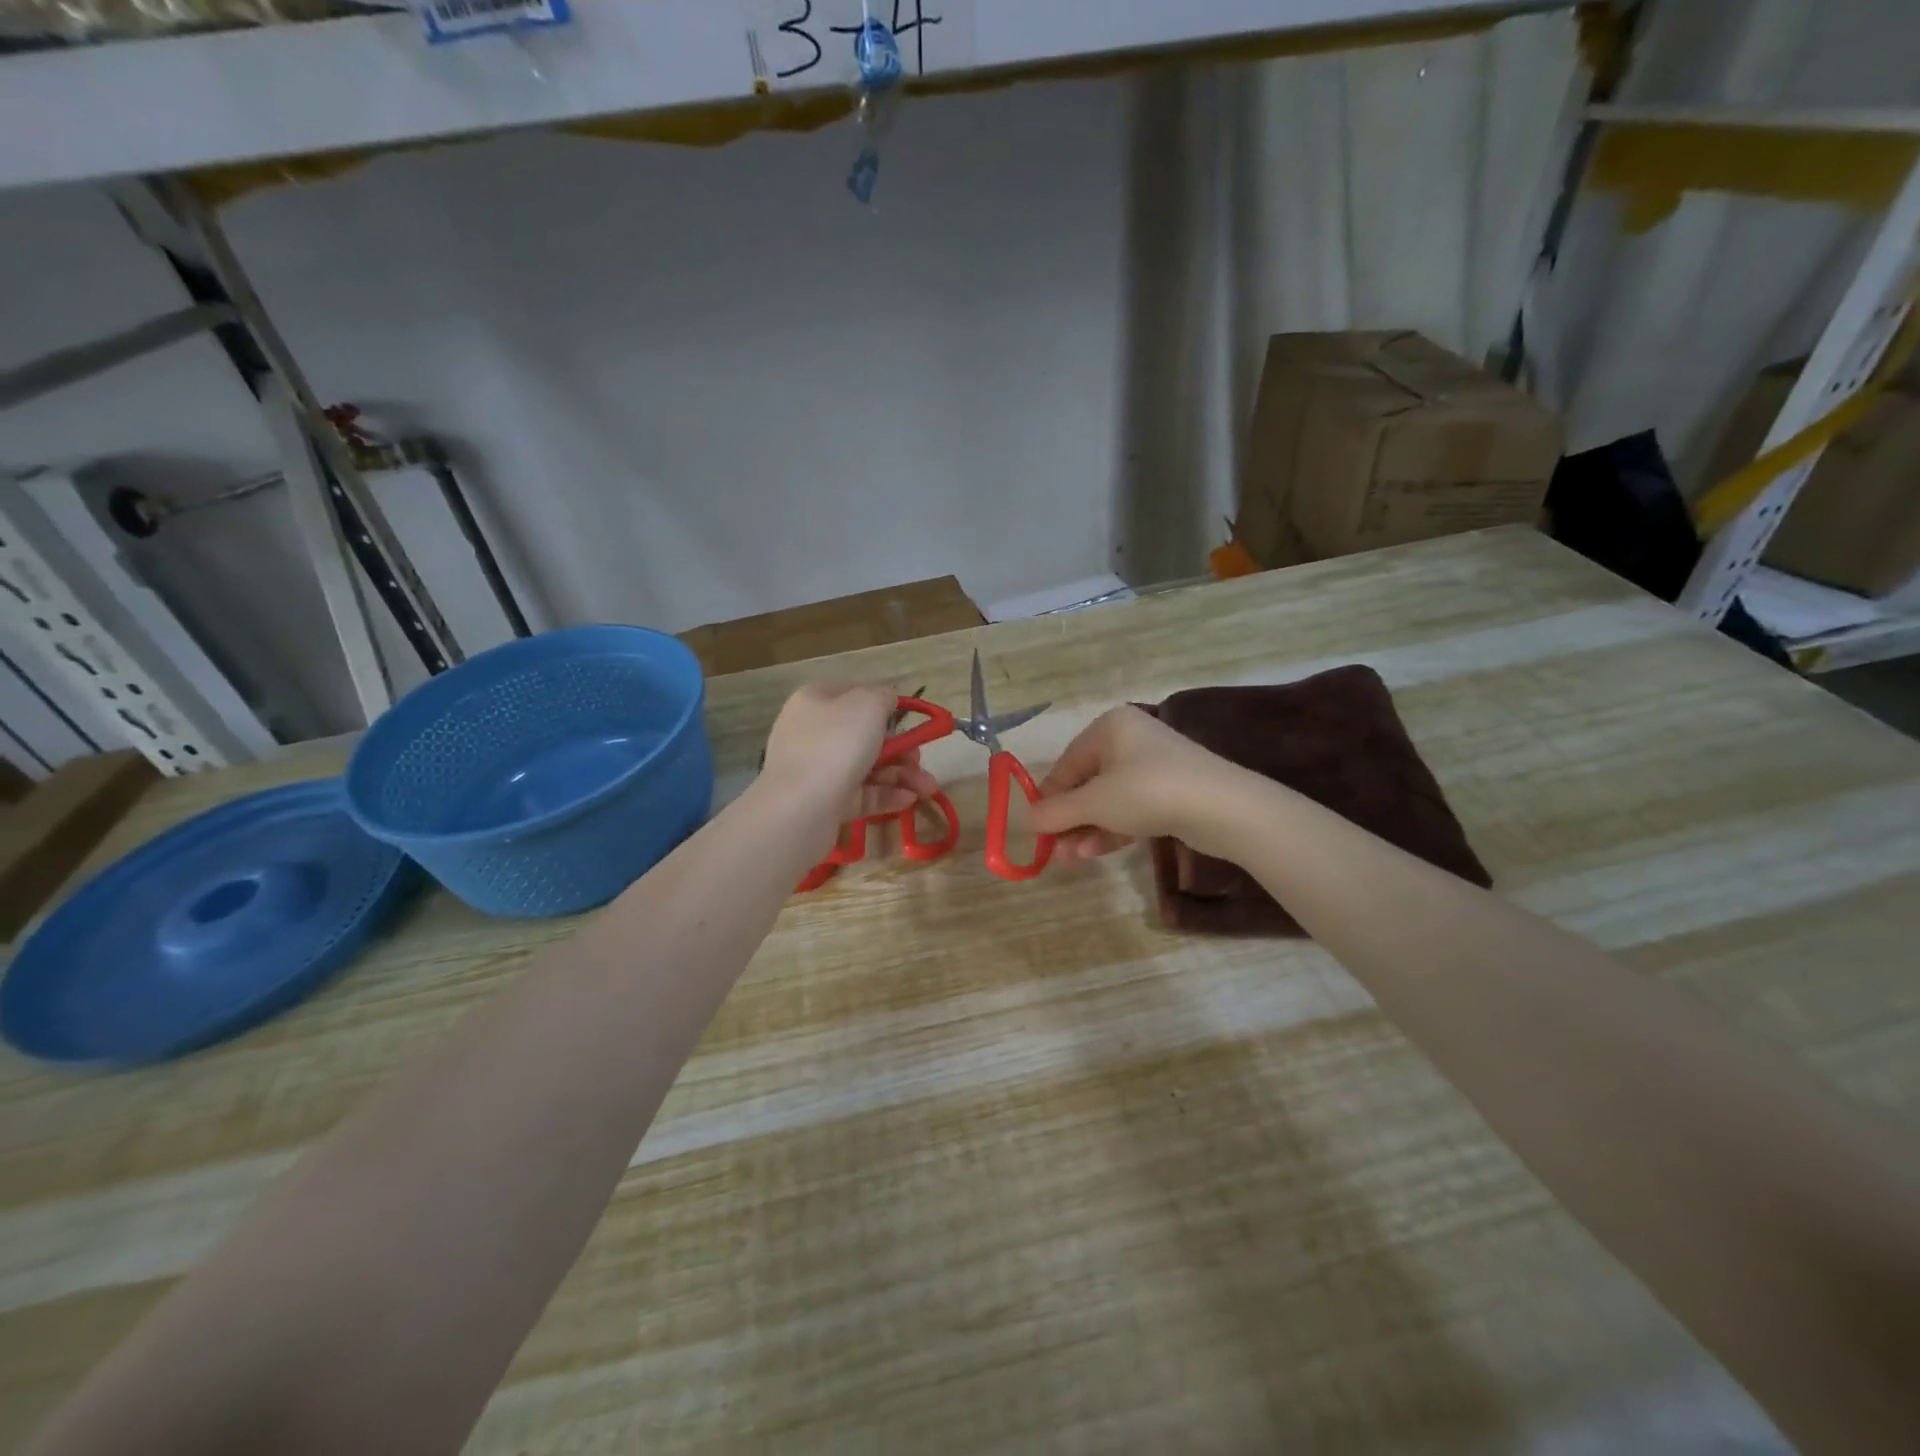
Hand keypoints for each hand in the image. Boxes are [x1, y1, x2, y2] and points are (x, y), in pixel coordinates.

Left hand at [760, 684, 940, 826]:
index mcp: (816, 701)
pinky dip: (887, 795)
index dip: (882, 705)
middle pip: (864, 735)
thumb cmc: (836, 745)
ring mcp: (817, 769)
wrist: (800, 808)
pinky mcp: (825, 801)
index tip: (908, 719)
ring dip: (902, 775)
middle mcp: (813, 732)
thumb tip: (887, 700)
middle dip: (901, 748)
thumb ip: (883, 696)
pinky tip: (910, 800)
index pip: (853, 694)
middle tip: (920, 759)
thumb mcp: (867, 705)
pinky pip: (861, 794)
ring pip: (867, 767)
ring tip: (927, 788)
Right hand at [1030, 705, 1248, 860]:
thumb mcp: (1094, 803)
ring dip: (1086, 828)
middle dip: (1068, 818)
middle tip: (1053, 850)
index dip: (1048, 798)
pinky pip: (1130, 808)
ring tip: (1069, 859)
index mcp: (1109, 727)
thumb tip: (1026, 820)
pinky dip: (1111, 828)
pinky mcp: (1171, 791)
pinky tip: (1093, 851)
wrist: (1223, 808)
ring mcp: (1153, 766)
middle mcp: (1130, 739)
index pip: (1066, 764)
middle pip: (1086, 782)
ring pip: (1108, 799)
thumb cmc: (1148, 792)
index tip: (1035, 830)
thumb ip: (1055, 811)